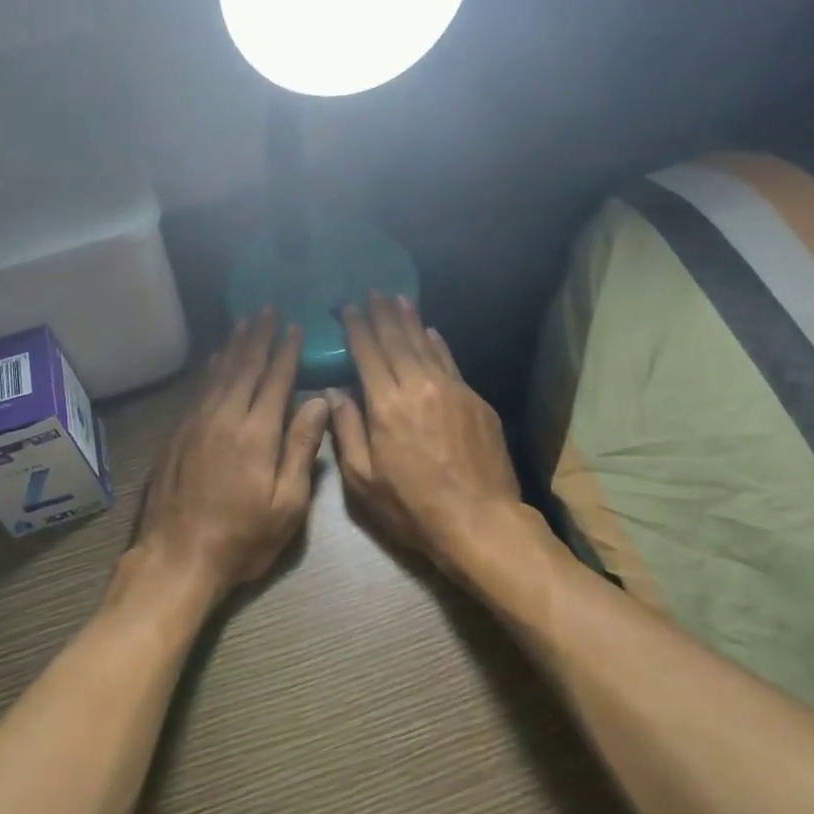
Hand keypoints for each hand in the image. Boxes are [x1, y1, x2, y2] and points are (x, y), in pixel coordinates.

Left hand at [126, 310, 329, 608]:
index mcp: (257, 434)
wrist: (177, 558)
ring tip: (245, 322)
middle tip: (267, 310)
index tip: (294, 327)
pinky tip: (215, 359)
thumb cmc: (242, 538)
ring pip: (219, 374)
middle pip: (244, 367)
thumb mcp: (287, 504)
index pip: (275, 380)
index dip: (286, 352)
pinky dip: (210, 370)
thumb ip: (302, 449)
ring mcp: (196, 424)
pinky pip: (198, 390)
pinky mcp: (177, 435)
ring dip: (234, 346)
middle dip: (259, 337)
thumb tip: (319, 404)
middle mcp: (225, 418)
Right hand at [327, 295, 523, 571]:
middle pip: (397, 340)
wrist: (480, 520)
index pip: (367, 353)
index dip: (356, 327)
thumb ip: (346, 430)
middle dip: (382, 314)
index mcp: (386, 405)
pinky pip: (450, 362)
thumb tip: (333, 392)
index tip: (347, 307)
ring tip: (398, 299)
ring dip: (410, 321)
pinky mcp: (476, 401)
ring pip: (426, 345)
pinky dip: (437, 345)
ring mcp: (453, 390)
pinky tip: (431, 333)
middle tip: (373, 292)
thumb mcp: (363, 480)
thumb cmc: (412, 507)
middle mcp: (419, 386)